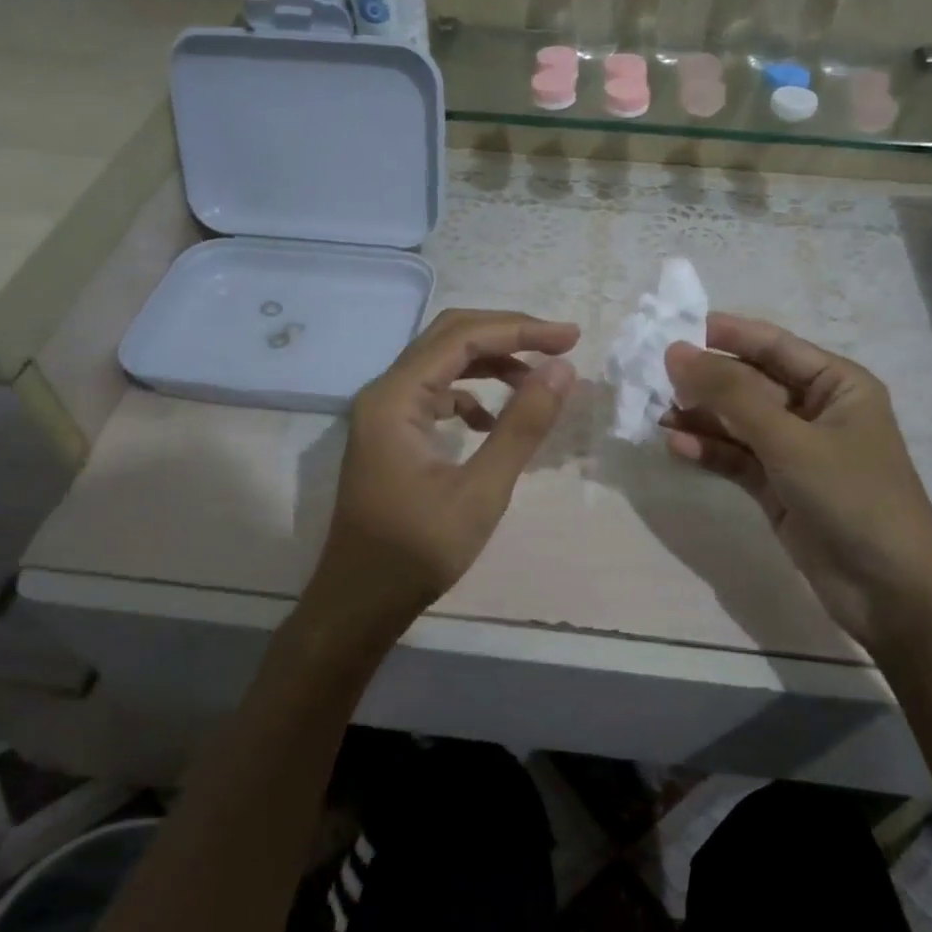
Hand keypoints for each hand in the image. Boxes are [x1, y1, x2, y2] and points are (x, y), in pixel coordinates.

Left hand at [310, 309, 579, 633]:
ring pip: (441, 364)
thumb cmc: (418, 551)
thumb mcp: (481, 491)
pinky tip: (492, 421)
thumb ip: (521, 426)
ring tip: (537, 380)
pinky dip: (470, 395)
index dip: (520, 330)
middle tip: (559, 346)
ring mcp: (383, 413)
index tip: (571, 338)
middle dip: (507, 335)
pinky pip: (433, 394)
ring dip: (490, 363)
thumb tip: (562, 371)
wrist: (360, 601)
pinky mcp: (390, 435)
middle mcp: (384, 393)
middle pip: (449, 338)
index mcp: (396, 399)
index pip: (462, 338)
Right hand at [662, 314, 931, 649]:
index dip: (726, 335)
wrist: (888, 589)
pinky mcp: (779, 488)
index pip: (774, 346)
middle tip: (654, 376)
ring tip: (656, 413)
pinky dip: (710, 452)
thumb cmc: (851, 496)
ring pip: (739, 423)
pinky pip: (737, 459)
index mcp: (836, 384)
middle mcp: (815, 411)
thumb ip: (731, 395)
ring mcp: (796, 452)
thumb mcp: (790, 439)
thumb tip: (676, 353)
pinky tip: (677, 446)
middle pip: (751, 384)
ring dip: (701, 418)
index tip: (674, 328)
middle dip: (706, 380)